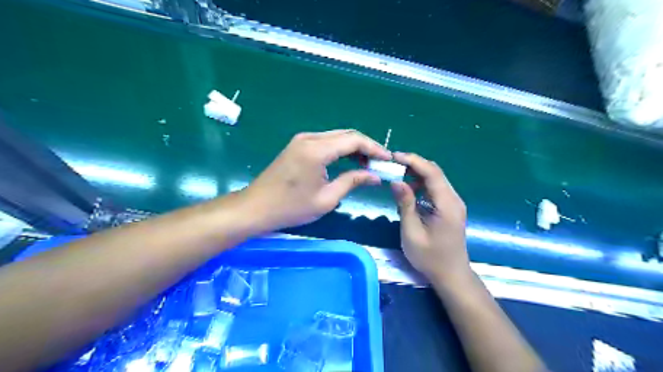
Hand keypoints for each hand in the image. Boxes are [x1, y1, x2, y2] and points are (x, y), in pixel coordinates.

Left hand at [241, 131, 388, 231]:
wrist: (256, 208)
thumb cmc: (291, 207)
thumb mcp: (327, 198)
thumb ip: (353, 181)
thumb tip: (376, 177)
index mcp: (317, 150)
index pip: (354, 140)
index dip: (374, 148)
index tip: (388, 160)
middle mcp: (310, 138)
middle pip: (346, 135)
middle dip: (366, 147)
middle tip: (380, 163)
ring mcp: (302, 140)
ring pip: (336, 137)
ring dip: (354, 148)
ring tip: (368, 164)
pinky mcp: (297, 146)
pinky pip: (325, 142)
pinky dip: (340, 149)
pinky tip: (349, 161)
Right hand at [389, 153, 470, 282]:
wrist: (451, 275)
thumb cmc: (430, 258)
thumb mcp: (412, 232)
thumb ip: (405, 204)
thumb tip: (396, 181)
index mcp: (447, 205)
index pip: (432, 173)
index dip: (413, 161)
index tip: (394, 156)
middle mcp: (454, 199)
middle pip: (435, 172)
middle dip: (414, 165)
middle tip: (392, 164)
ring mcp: (454, 203)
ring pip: (436, 179)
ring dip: (417, 174)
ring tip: (397, 175)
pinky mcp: (450, 208)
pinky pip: (436, 189)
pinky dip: (422, 185)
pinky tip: (409, 190)